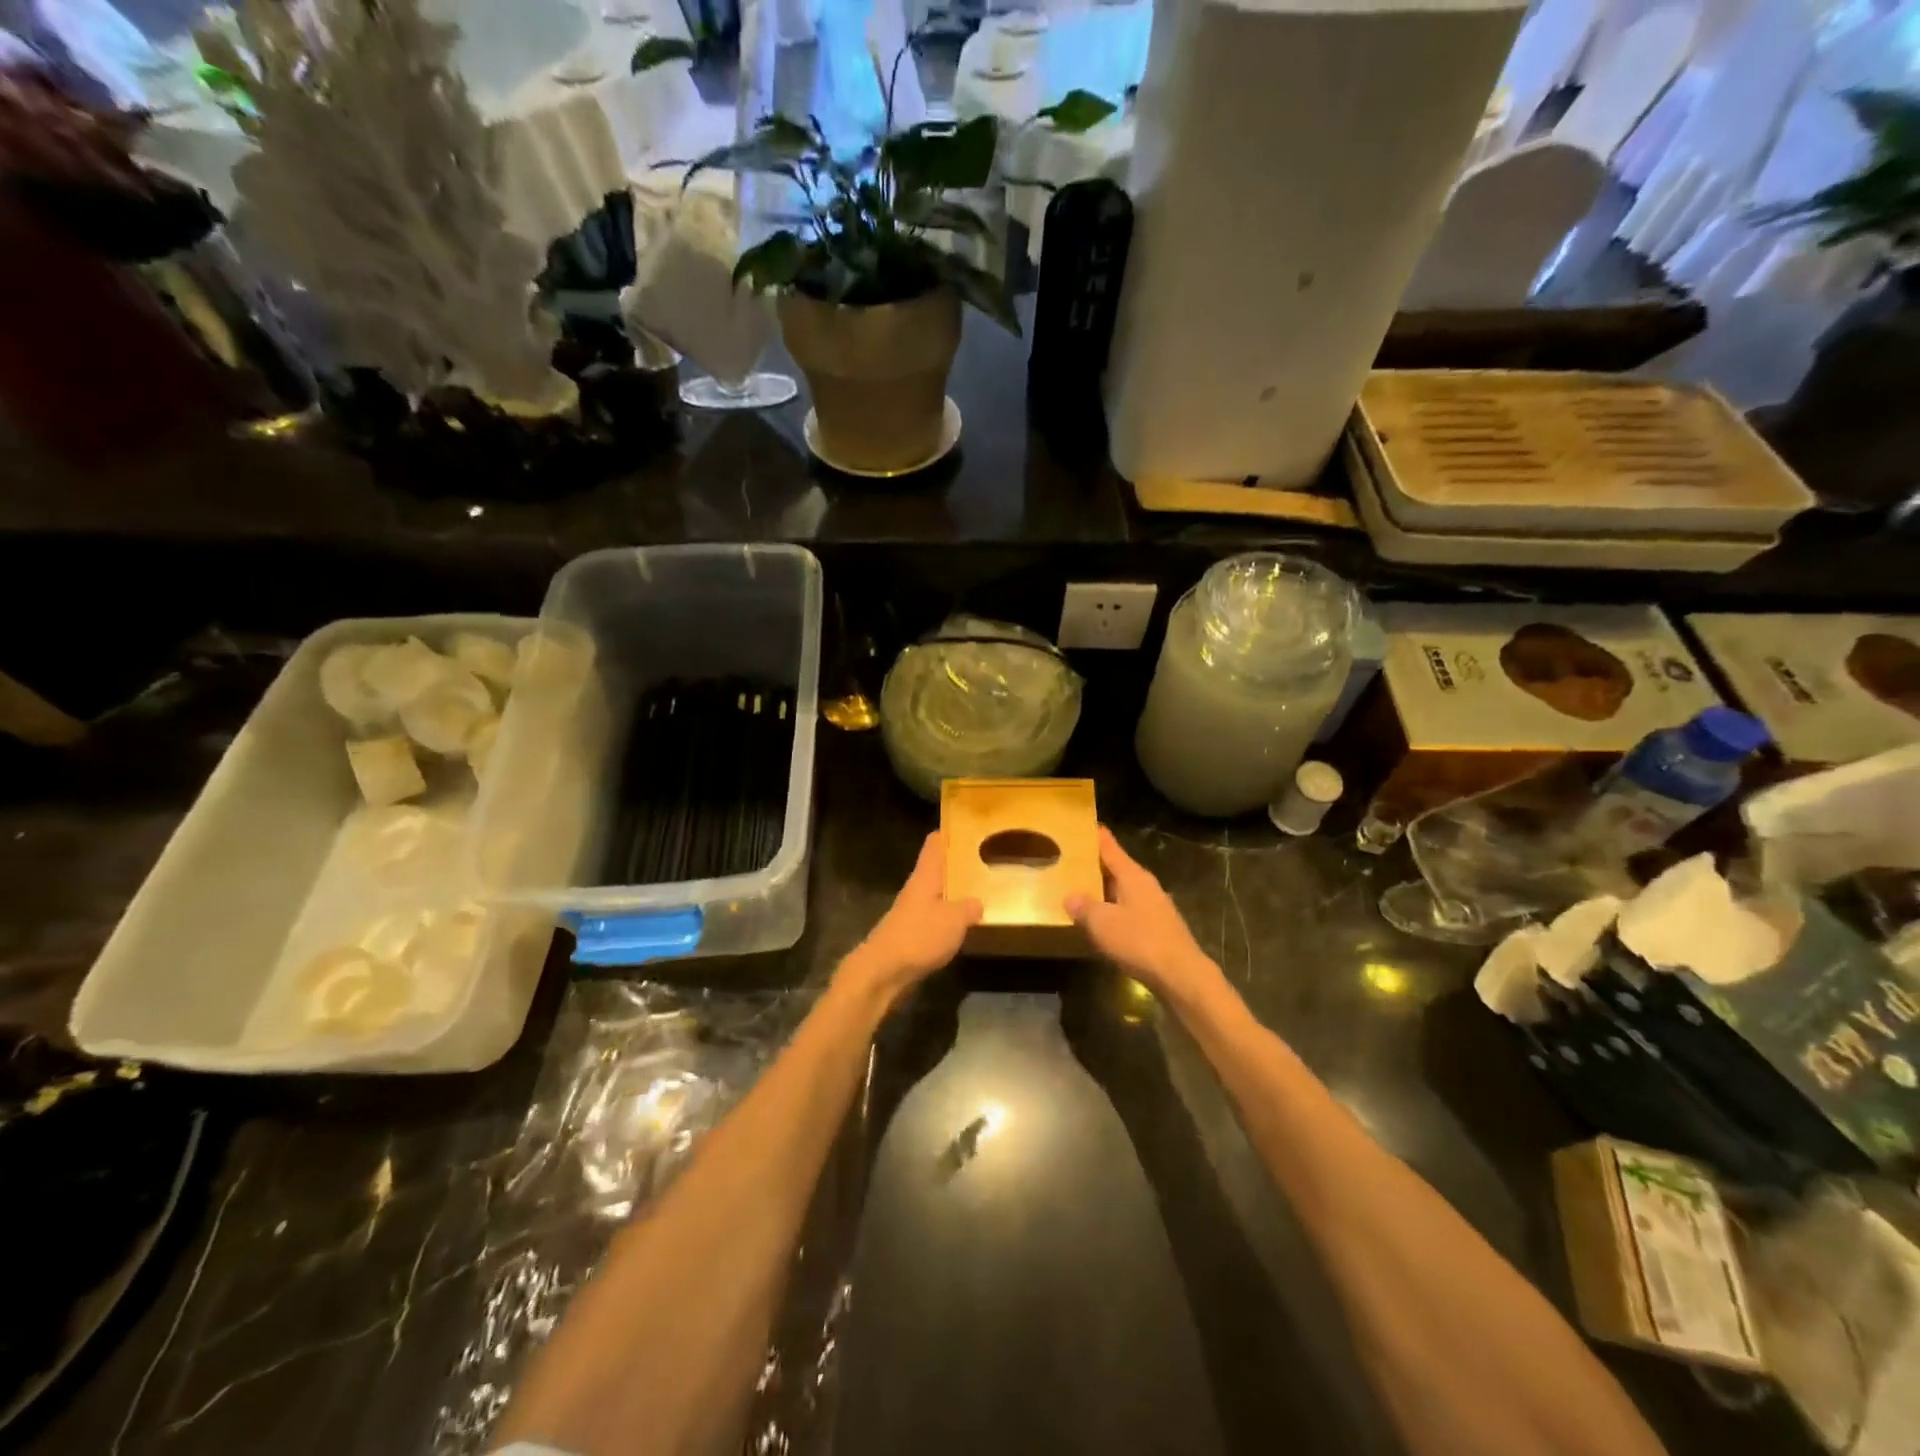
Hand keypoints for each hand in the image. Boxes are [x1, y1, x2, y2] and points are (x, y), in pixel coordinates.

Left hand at [841, 833, 981, 1005]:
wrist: (883, 971)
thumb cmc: (918, 937)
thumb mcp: (954, 920)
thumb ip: (969, 908)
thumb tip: (978, 902)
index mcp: (925, 876)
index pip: (935, 843)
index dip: (950, 832)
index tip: (971, 826)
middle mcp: (917, 888)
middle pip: (937, 867)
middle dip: (958, 863)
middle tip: (986, 858)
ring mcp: (912, 910)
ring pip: (937, 891)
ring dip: (955, 890)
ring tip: (981, 889)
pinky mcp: (911, 932)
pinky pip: (934, 915)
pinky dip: (949, 914)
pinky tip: (964, 922)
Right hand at [1067, 827, 1220, 1005]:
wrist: (1180, 975)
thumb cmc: (1139, 941)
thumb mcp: (1102, 923)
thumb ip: (1084, 907)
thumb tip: (1071, 897)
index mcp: (1133, 876)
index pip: (1112, 849)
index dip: (1099, 837)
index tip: (1089, 825)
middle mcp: (1146, 885)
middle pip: (1119, 869)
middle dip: (1098, 865)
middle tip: (1075, 860)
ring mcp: (1156, 907)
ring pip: (1125, 891)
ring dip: (1106, 890)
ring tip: (1084, 891)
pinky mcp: (1160, 928)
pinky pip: (1131, 911)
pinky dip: (1115, 911)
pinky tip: (1104, 923)